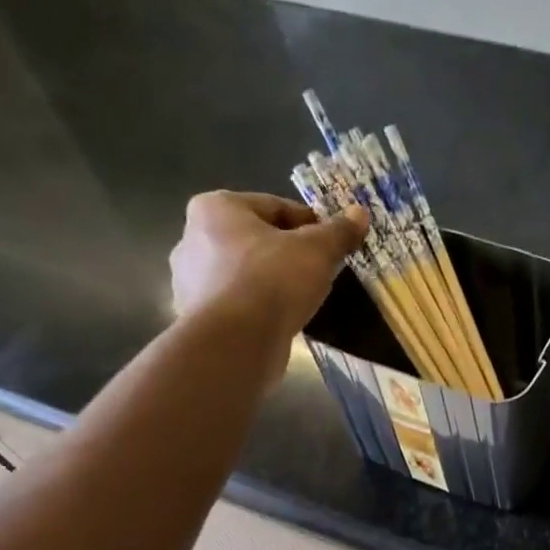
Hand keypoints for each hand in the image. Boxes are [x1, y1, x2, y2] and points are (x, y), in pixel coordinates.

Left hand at [170, 190, 367, 340]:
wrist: (236, 342)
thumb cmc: (272, 281)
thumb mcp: (317, 251)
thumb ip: (338, 231)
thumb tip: (360, 213)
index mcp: (216, 208)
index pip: (275, 207)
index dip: (310, 224)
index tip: (332, 243)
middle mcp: (193, 238)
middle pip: (257, 240)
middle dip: (288, 253)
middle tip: (320, 271)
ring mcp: (190, 280)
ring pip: (246, 273)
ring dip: (273, 282)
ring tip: (303, 298)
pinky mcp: (197, 316)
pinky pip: (238, 303)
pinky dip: (258, 307)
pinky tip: (281, 320)